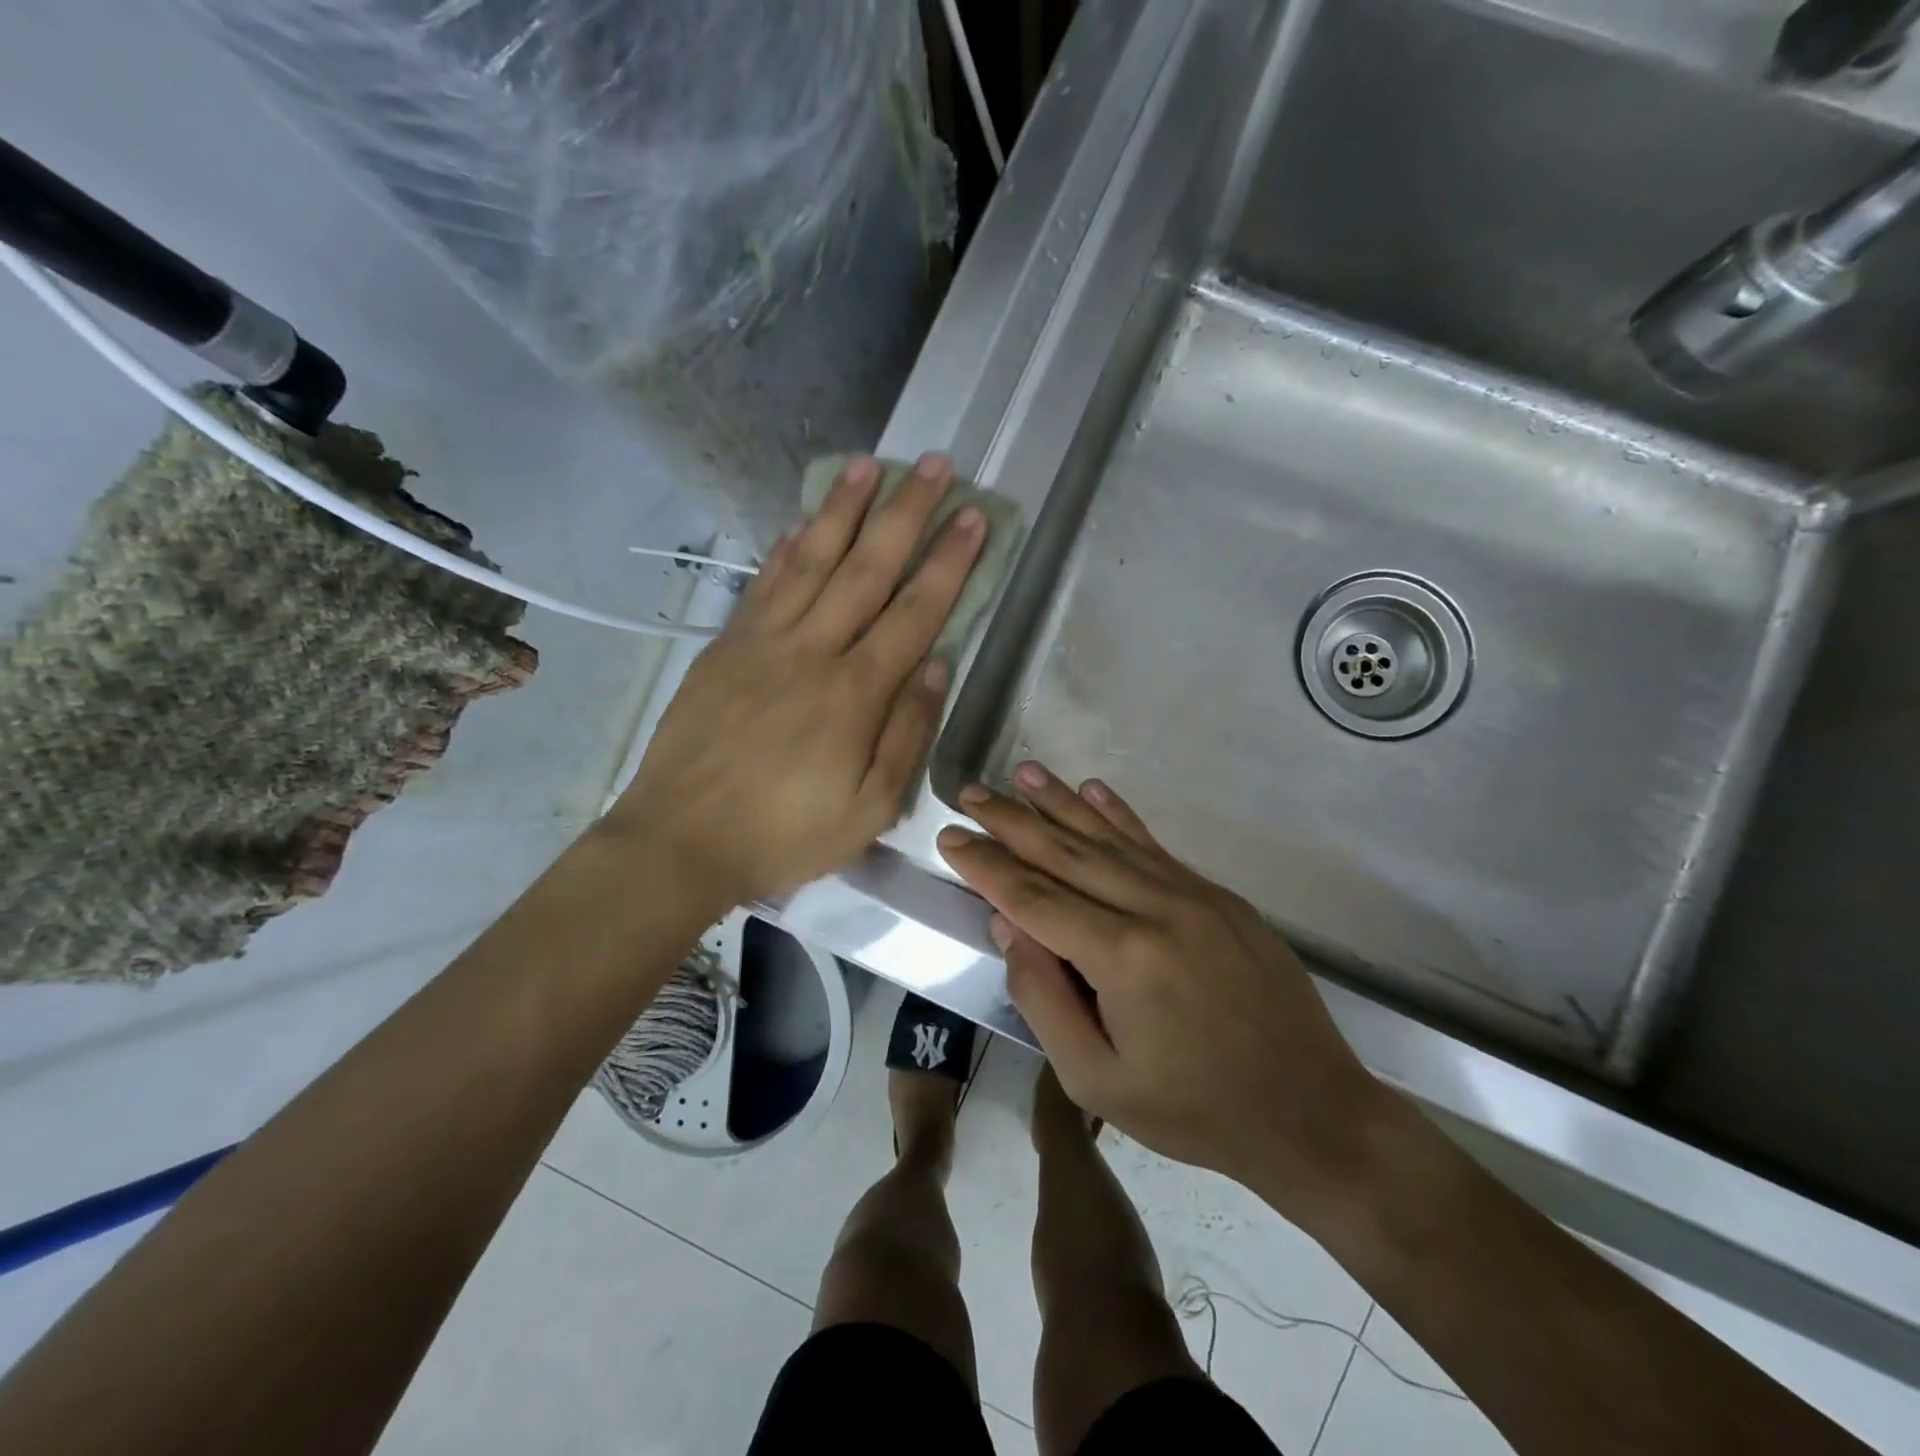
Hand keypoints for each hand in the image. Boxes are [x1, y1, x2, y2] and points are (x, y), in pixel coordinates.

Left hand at [614, 454, 984, 907]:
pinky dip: (786, 545)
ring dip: (844, 509)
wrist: (680, 841)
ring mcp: (763, 642)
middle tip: (934, 464)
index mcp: (854, 694)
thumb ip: (906, 733)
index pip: (914, 612)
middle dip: (906, 513)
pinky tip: (803, 518)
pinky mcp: (726, 646)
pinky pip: (763, 583)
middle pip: (868, 568)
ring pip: (812, 560)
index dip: (949, 562)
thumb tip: (938, 665)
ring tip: (869, 464)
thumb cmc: (783, 835)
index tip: (974, 517)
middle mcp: (812, 651)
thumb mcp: (869, 809)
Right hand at [937, 764, 1384, 1215]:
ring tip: (1022, 772)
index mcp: (1122, 957)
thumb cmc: (1194, 1111)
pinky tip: (1094, 788)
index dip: (986, 866)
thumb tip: (1010, 927)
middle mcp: (1155, 908)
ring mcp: (1192, 895)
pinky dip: (1119, 814)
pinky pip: (1154, 845)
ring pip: (1109, 837)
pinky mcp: (1217, 896)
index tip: (950, 837)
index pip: (1034, 897)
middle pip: (1066, 852)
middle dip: (1012, 820)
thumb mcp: (1098, 1082)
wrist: (1311, 1111)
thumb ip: (1044, 1000)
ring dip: (1061, 802)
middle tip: (971, 792)